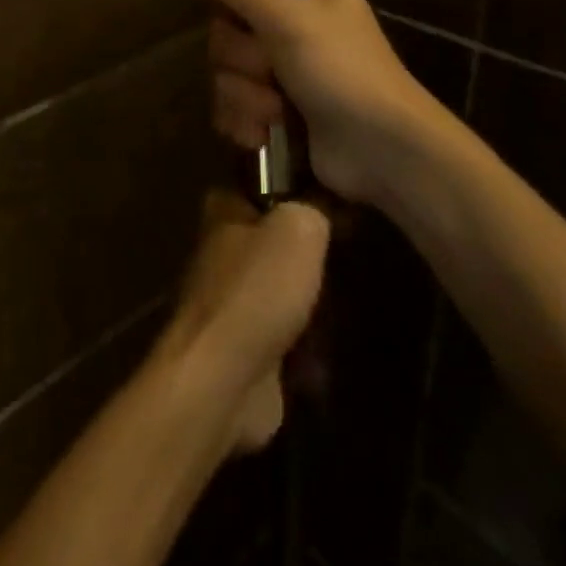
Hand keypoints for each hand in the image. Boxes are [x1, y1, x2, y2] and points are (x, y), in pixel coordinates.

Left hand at [154, 193, 329, 454]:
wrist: (223, 379)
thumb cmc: (257, 291)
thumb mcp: (298, 229)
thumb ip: (313, 209)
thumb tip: (322, 210)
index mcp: (223, 213)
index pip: (258, 186)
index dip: (294, 190)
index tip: (331, 204)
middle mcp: (221, 254)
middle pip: (275, 244)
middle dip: (308, 259)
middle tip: (345, 261)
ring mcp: (229, 305)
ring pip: (282, 294)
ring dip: (312, 309)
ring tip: (340, 313)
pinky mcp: (242, 351)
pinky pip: (284, 342)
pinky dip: (306, 353)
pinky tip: (325, 358)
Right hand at [174, 0, 443, 206]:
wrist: (383, 152)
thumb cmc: (342, 71)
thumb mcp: (286, 16)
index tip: (245, 16)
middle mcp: (296, 19)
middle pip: (228, 27)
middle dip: (243, 59)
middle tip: (272, 69)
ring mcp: (287, 68)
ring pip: (227, 71)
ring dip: (246, 96)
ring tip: (277, 110)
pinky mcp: (278, 109)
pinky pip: (234, 105)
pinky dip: (247, 121)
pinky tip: (265, 134)